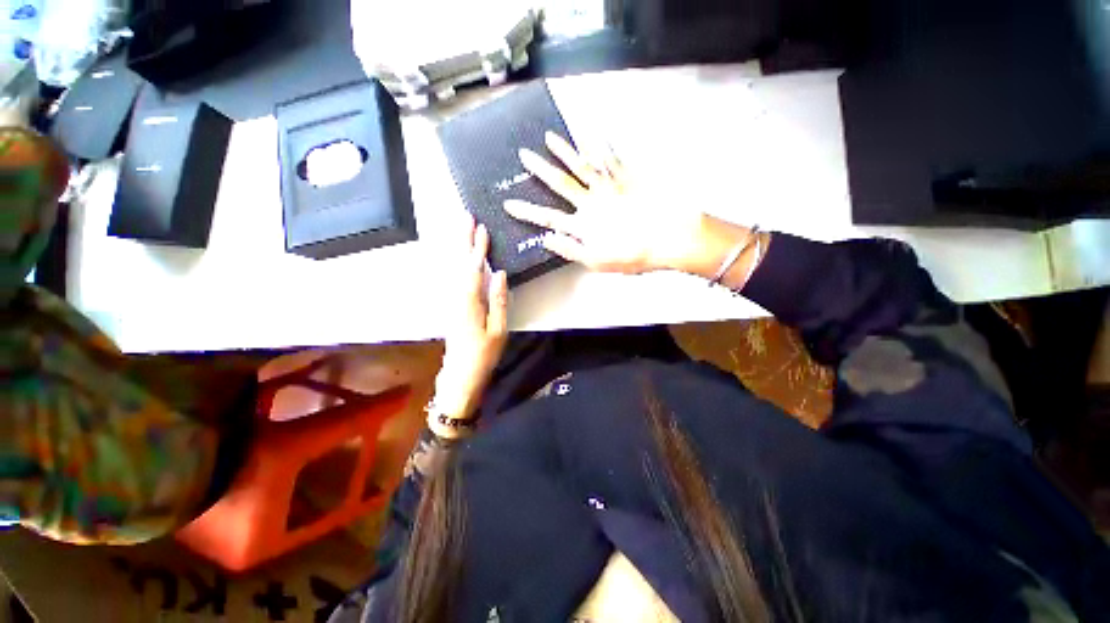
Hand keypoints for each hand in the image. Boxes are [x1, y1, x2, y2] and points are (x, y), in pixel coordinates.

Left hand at [433, 216, 509, 419]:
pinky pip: (456, 277)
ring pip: (455, 268)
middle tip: (466, 217)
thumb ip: (499, 301)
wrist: (460, 374)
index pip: (474, 269)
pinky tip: (462, 255)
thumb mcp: (498, 330)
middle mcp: (457, 297)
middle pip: (459, 263)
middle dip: (463, 239)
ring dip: (460, 247)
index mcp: (470, 303)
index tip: (482, 228)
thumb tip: (500, 273)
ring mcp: (453, 301)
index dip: (478, 248)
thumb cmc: (483, 354)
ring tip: (464, 229)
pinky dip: (459, 262)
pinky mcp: (453, 305)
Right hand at [504, 132, 706, 274]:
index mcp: (583, 223)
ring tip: (551, 136)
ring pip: (583, 164)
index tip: (509, 203)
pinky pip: (611, 158)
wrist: (667, 239)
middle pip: (561, 182)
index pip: (547, 217)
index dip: (527, 211)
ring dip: (565, 150)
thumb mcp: (598, 262)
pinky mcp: (627, 179)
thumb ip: (571, 250)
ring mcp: (609, 186)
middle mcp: (591, 201)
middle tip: (524, 154)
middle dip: (540, 168)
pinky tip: (594, 134)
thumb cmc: (632, 255)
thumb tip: (548, 239)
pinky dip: (602, 145)